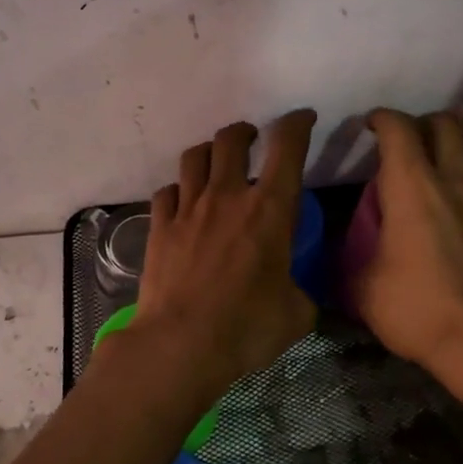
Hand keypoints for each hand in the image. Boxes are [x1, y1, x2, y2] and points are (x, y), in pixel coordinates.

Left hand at [121, 110, 319, 396]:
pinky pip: (167, 192)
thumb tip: (299, 294)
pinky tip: (183, 203)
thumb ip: (301, 293)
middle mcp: (226, 197)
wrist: (180, 345)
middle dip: (246, 132)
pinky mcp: (159, 227)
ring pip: (194, 156)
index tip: (303, 119)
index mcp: (268, 209)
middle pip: (231, 139)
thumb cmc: (246, 327)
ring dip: (209, 152)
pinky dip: (179, 191)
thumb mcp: (296, 314)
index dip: (297, 124)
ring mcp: (188, 209)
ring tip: (215, 163)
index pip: (287, 147)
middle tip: (253, 140)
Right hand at [354, 109, 462, 374]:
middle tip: (408, 137)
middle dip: (423, 121)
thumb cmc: (414, 306)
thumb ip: (350, 254)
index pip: (398, 129)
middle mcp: (452, 179)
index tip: (369, 126)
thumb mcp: (362, 284)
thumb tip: (340, 249)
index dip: (381, 119)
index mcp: (411, 186)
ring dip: (458, 133)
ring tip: (442, 142)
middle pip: (445, 123)